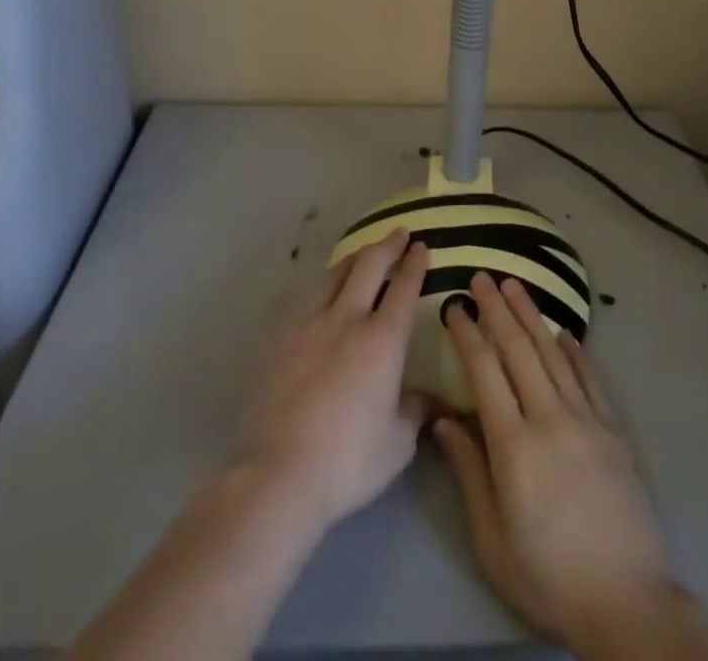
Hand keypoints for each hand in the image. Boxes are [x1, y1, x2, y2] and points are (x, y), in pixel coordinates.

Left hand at [235, 229, 430, 530]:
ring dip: (354, 258)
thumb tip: (429, 399)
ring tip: (362, 254)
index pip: (403, 288)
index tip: (420, 246)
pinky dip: (325, 286)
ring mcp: (309, 324)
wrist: (277, 474)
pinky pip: (308, 299)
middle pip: (369, 265)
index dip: (413, 264)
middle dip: (387, 245)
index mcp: (382, 340)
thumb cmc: (347, 461)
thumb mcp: (397, 444)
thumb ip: (415, 411)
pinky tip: (324, 294)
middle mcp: (347, 319)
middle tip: (398, 233)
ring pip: (335, 274)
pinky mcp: (280, 339)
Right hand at [435, 273, 690, 655]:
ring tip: (516, 286)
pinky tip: (564, 331)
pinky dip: (575, 350)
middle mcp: (550, 419)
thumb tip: (444, 420)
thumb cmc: (548, 576)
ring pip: (554, 354)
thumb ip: (468, 473)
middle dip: (498, 310)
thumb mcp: (492, 539)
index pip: (485, 373)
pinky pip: (591, 378)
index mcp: (514, 446)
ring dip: (532, 316)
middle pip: (519, 351)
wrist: (626, 601)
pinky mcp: (614, 430)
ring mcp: (587, 420)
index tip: (456, 306)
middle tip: (483, 277)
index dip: (469, 335)